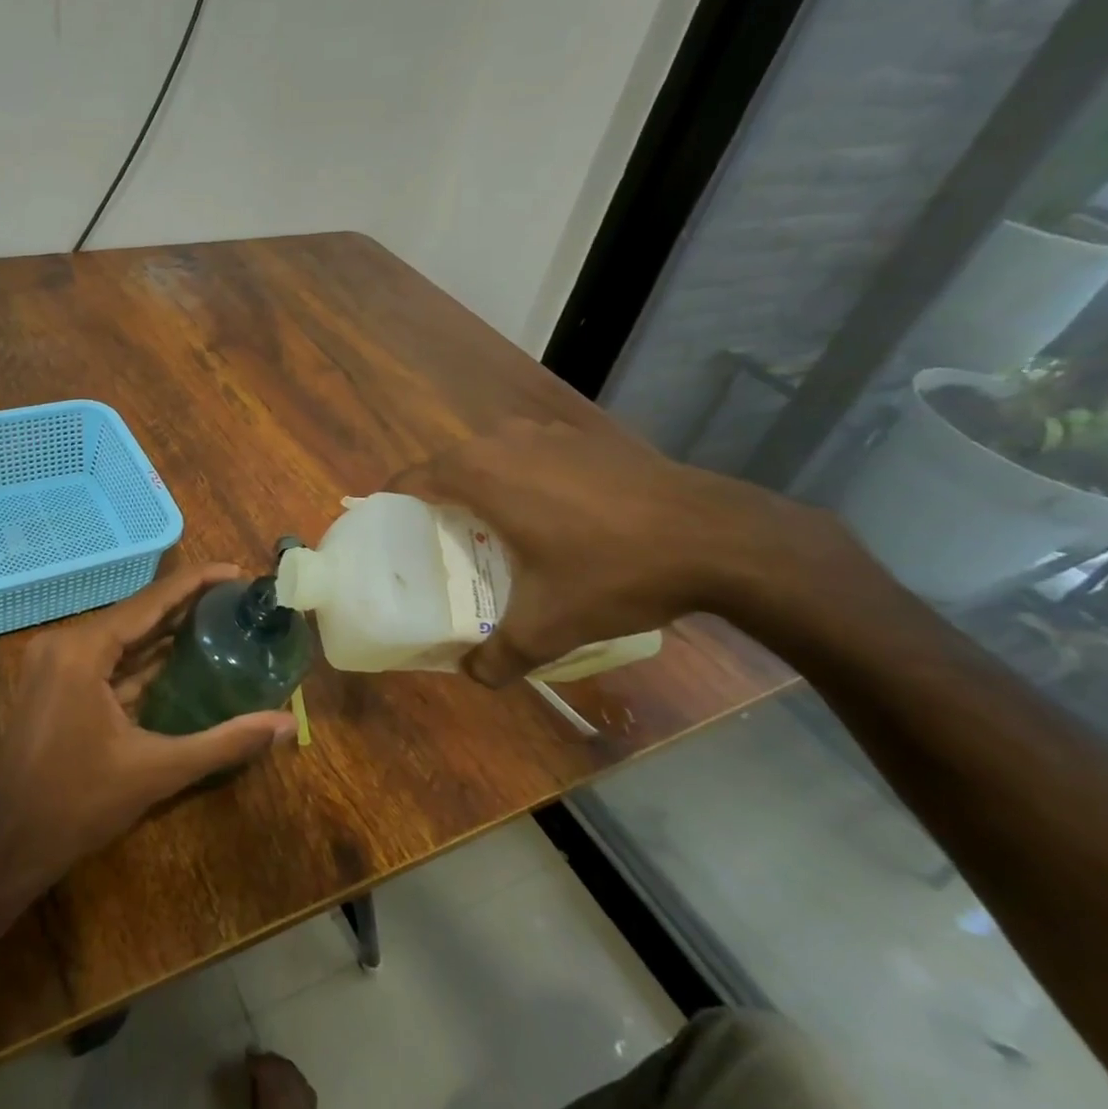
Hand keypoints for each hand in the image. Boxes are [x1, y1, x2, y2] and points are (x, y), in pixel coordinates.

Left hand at [0, 563, 297, 884]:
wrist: (10, 844)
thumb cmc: (79, 804)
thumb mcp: (158, 770)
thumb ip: (224, 742)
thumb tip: (286, 724)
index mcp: (82, 650)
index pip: (150, 602)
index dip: (196, 583)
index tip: (237, 572)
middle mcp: (64, 643)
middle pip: (137, 613)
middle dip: (187, 603)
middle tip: (238, 596)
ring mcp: (55, 663)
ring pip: (122, 636)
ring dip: (166, 629)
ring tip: (220, 616)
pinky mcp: (56, 682)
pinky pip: (108, 658)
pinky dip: (143, 657)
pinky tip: (182, 654)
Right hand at [392, 416, 835, 686]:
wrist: (718, 537)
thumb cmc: (614, 571)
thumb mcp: (548, 626)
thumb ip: (498, 657)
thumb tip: (473, 675)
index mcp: (478, 473)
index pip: (408, 480)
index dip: (390, 508)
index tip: (389, 539)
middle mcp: (503, 441)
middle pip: (447, 469)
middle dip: (437, 506)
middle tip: (441, 551)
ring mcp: (548, 433)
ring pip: (491, 460)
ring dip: (481, 492)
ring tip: (491, 537)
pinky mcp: (585, 438)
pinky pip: (531, 458)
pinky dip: (523, 483)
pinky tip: (550, 520)